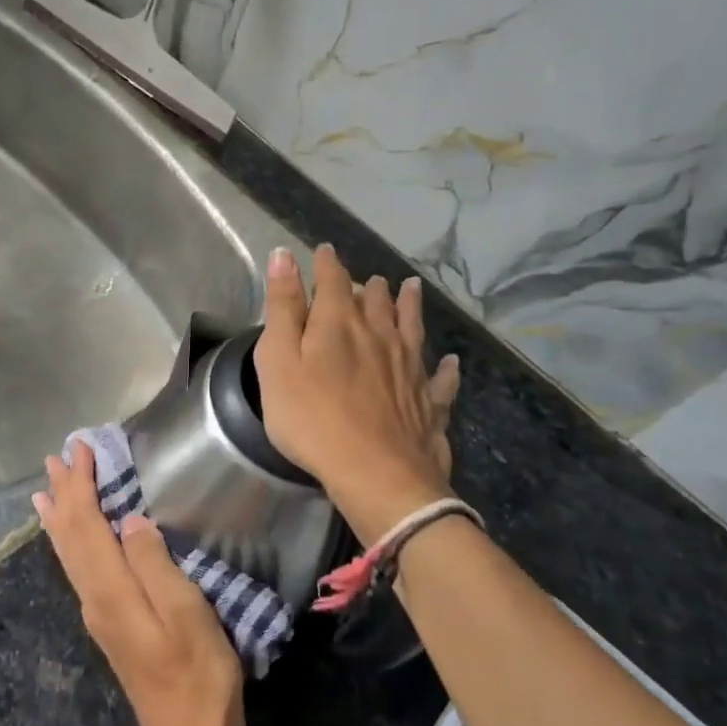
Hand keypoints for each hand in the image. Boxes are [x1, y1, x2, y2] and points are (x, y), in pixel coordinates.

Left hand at [35, 445, 244, 725]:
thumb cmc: (199, 676)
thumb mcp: (187, 615)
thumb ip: (155, 564)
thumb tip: (129, 520)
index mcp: (112, 591)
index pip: (87, 524)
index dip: (81, 485)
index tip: (82, 449)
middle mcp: (94, 598)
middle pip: (70, 537)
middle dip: (63, 495)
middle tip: (55, 459)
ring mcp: (99, 615)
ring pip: (69, 555)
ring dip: (61, 518)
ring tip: (46, 492)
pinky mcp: (110, 626)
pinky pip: (80, 570)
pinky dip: (71, 543)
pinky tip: (71, 541)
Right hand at [255, 245, 460, 545]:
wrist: (376, 473)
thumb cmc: (312, 419)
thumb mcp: (278, 362)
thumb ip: (282, 308)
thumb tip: (284, 256)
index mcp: (340, 323)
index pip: (333, 280)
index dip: (326, 263)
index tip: (323, 252)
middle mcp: (381, 334)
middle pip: (376, 300)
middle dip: (368, 286)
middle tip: (367, 279)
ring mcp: (411, 367)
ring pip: (412, 325)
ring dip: (409, 305)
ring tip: (411, 288)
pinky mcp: (430, 401)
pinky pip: (441, 377)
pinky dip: (444, 366)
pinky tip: (448, 361)